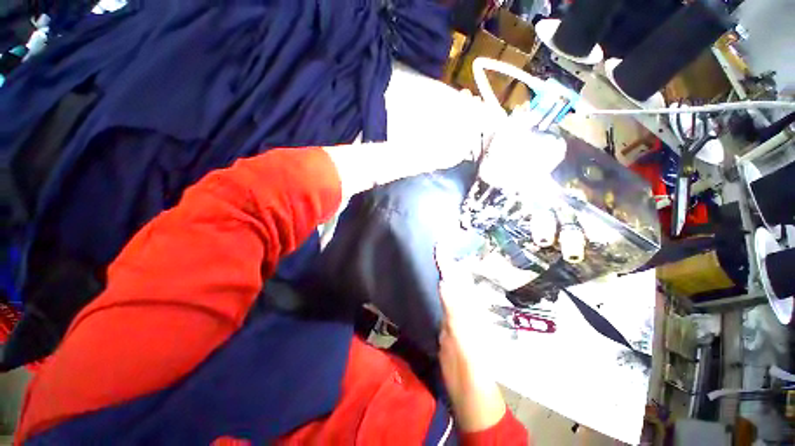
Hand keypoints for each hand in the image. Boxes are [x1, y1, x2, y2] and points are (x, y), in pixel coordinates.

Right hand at [435, 246, 506, 432]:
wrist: (465, 382)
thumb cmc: (469, 358)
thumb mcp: (461, 332)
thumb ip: (454, 307)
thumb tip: (444, 281)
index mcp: (465, 301)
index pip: (454, 273)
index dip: (446, 258)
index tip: (438, 242)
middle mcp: (458, 301)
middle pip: (449, 275)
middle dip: (440, 259)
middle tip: (429, 243)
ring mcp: (449, 310)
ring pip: (442, 283)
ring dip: (434, 270)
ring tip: (424, 255)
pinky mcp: (441, 318)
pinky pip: (435, 296)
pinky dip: (430, 285)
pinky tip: (422, 279)